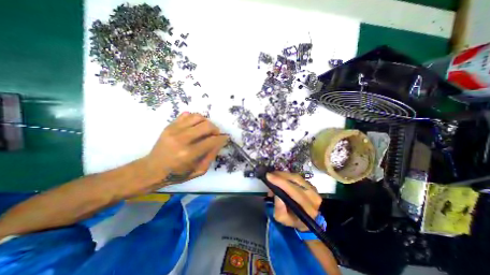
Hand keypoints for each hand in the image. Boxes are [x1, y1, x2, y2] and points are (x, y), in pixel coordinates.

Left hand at [139, 112, 227, 184]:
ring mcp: (174, 130)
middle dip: (215, 129)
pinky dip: (195, 118)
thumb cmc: (177, 173)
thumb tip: (219, 142)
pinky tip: (195, 126)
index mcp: (189, 154)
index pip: (212, 140)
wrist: (152, 169)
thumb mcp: (199, 171)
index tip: (225, 138)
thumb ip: (211, 156)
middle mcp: (182, 139)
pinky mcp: (169, 126)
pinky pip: (186, 115)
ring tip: (206, 129)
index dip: (222, 138)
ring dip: (206, 122)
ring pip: (197, 117)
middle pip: (206, 125)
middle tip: (216, 134)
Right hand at [266, 172, 324, 231]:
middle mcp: (313, 196)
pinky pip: (297, 176)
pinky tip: (280, 177)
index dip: (281, 182)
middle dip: (281, 175)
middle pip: (296, 180)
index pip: (295, 191)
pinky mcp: (310, 184)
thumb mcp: (283, 219)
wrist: (306, 218)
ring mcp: (313, 189)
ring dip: (283, 174)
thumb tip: (276, 194)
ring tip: (273, 176)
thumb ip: (279, 209)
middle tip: (269, 174)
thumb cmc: (293, 219)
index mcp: (308, 208)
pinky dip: (287, 175)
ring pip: (296, 176)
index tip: (269, 176)